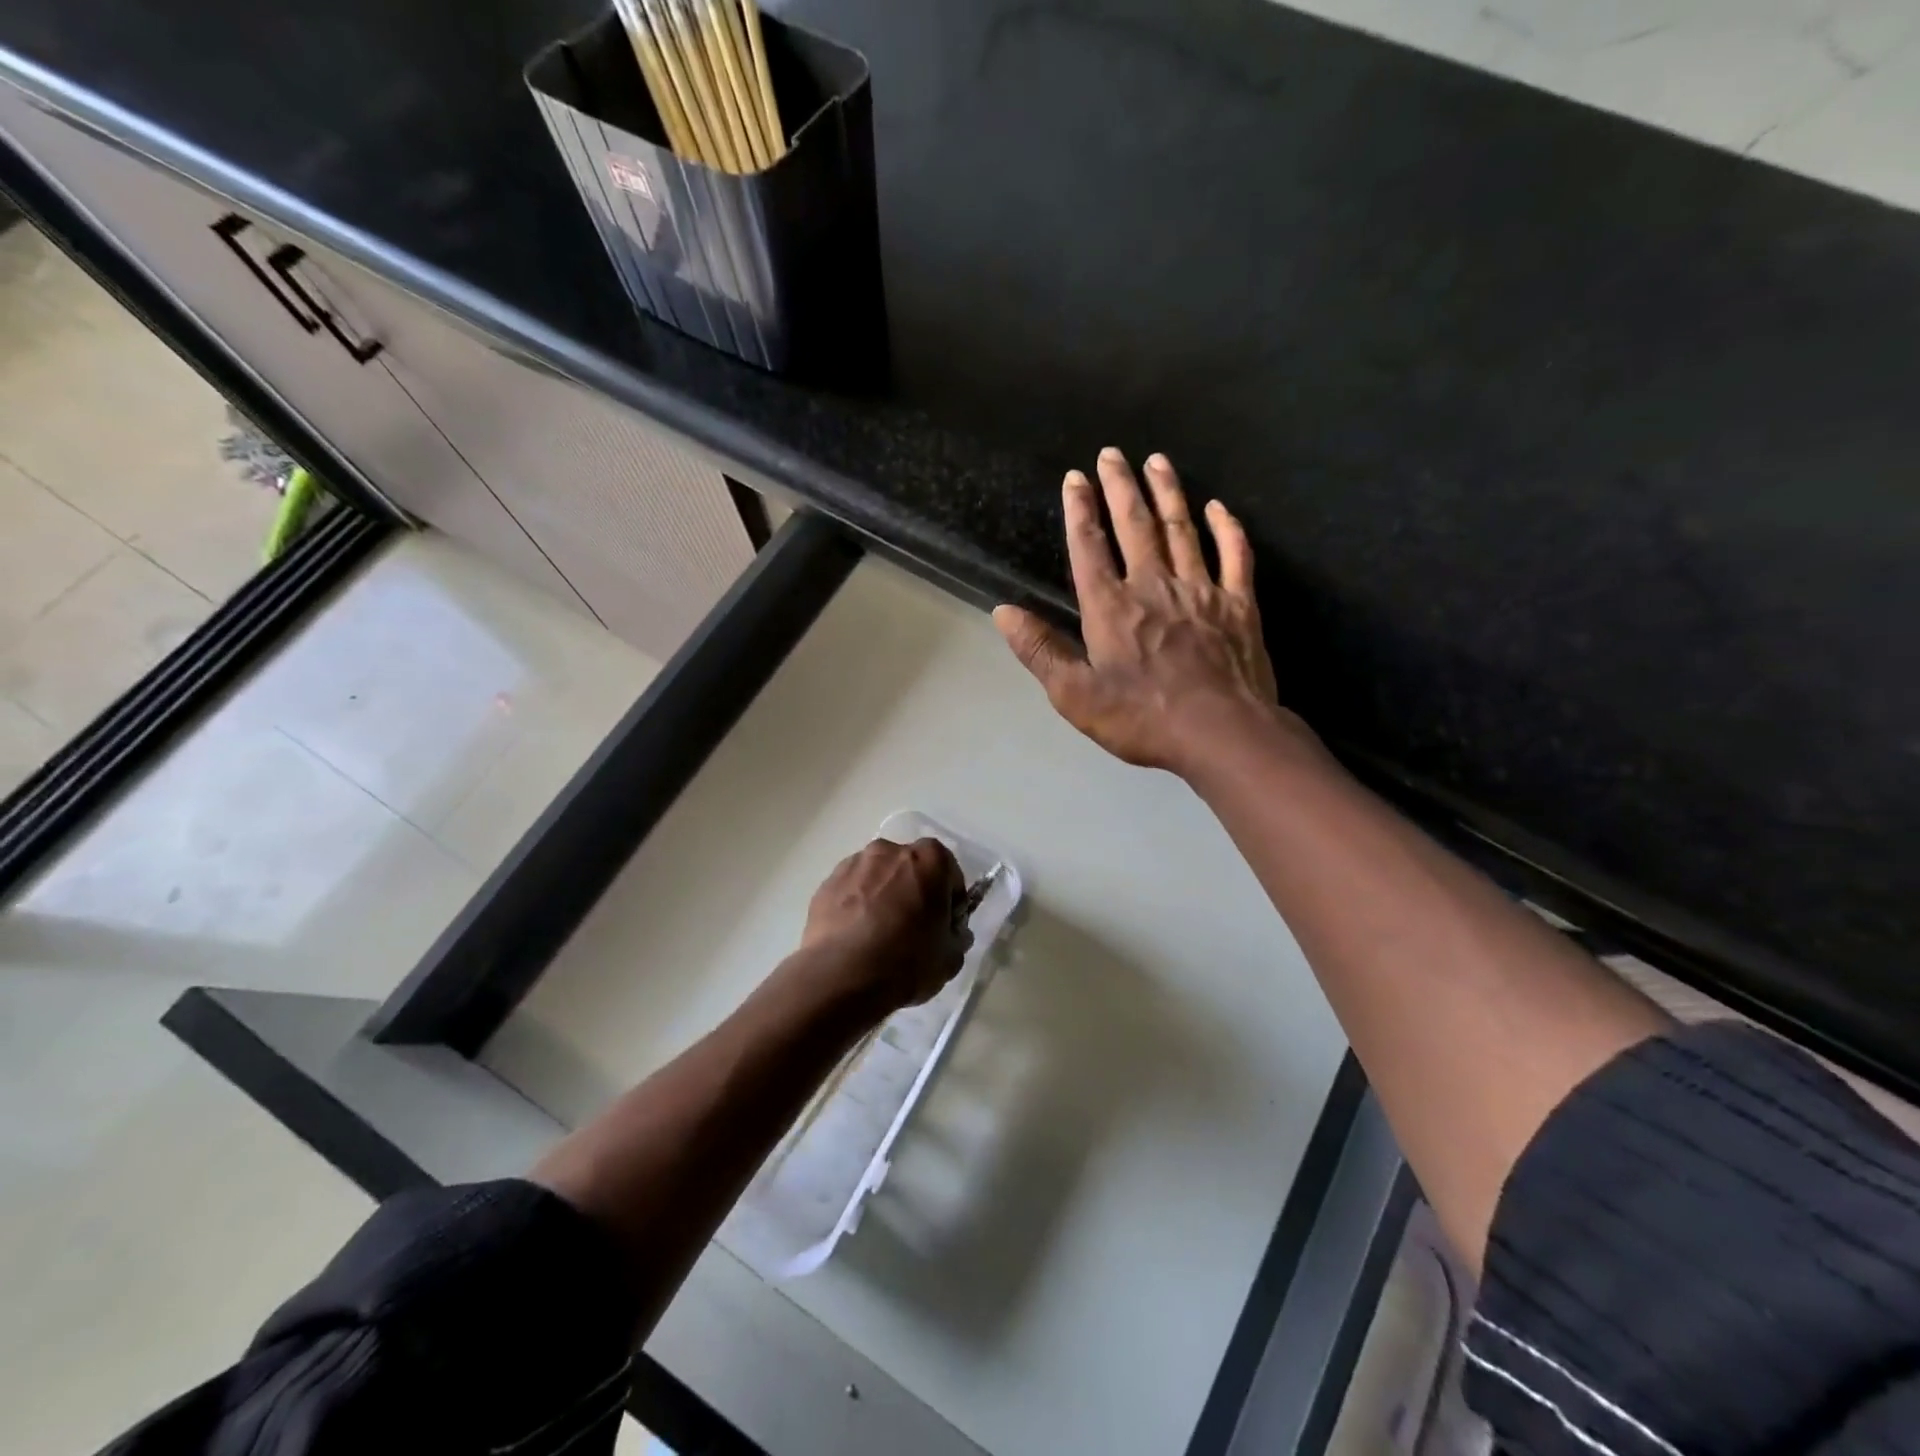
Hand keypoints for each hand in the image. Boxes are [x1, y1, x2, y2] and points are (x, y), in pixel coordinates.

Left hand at [798, 837, 971, 1013]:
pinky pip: (850, 891)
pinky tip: (854, 937)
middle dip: (913, 890)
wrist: (842, 976)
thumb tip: (950, 931)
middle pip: (909, 867)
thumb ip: (956, 936)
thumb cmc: (907, 961)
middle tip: (911, 927)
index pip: (948, 870)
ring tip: (877, 934)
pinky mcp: (826, 884)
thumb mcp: (950, 957)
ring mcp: (854, 864)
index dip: (949, 897)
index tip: (944, 922)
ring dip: (881, 895)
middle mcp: (890, 850)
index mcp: (929, 859)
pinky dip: (855, 905)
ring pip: (876, 876)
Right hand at [994, 448, 1306, 778]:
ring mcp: (1201, 591)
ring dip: (1168, 492)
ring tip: (1157, 461)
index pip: (1090, 547)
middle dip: (1121, 486)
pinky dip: (1227, 529)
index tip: (1075, 477)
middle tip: (1113, 453)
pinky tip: (1219, 508)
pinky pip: (1235, 556)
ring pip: (1182, 529)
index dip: (1080, 510)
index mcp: (1111, 607)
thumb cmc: (1142, 718)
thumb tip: (1003, 611)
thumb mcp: (1075, 695)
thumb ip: (1040, 650)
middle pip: (1136, 525)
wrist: (1221, 734)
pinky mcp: (1239, 605)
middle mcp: (1154, 585)